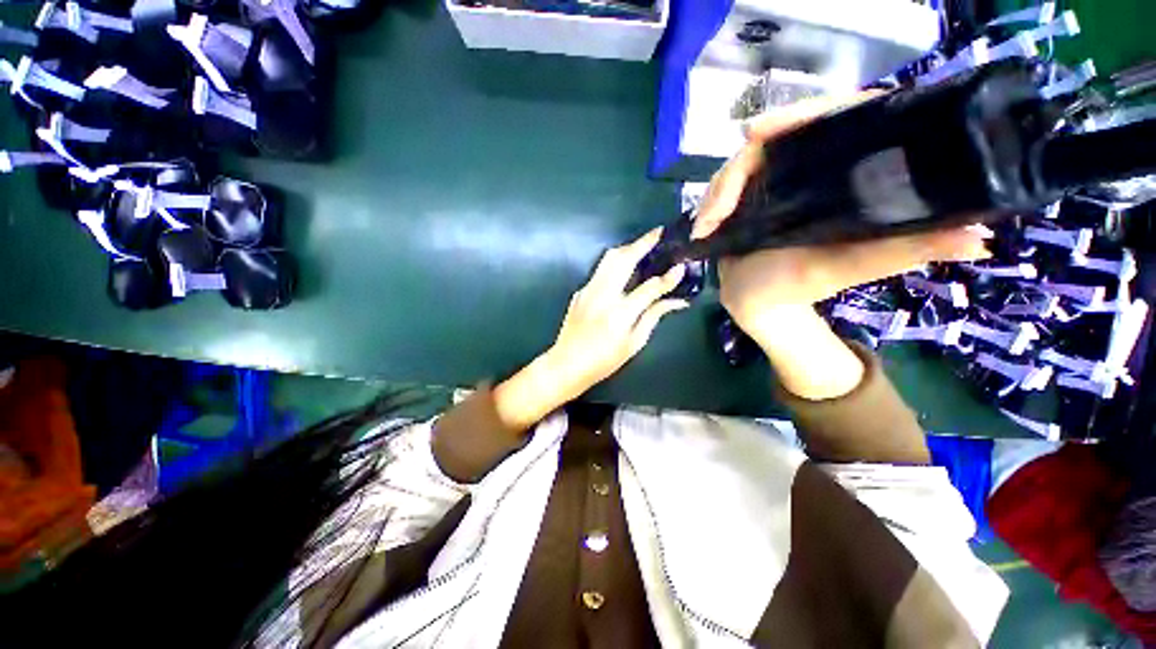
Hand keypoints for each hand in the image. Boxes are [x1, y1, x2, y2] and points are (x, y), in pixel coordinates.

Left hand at [492, 229, 688, 430]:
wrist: (566, 363)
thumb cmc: (604, 360)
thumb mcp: (634, 343)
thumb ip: (654, 317)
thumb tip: (678, 301)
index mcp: (620, 313)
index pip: (650, 288)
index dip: (668, 277)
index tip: (681, 267)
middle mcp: (603, 295)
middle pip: (624, 259)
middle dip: (643, 243)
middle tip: (658, 233)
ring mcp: (588, 290)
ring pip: (608, 259)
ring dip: (627, 248)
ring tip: (642, 245)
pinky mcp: (580, 291)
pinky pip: (600, 271)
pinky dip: (614, 264)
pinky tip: (624, 269)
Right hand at [691, 92, 991, 341]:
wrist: (758, 304)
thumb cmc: (800, 288)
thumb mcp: (849, 268)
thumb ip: (902, 252)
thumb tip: (977, 237)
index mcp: (845, 175)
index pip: (836, 118)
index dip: (803, 113)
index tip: (761, 130)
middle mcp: (810, 170)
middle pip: (780, 136)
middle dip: (747, 156)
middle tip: (724, 186)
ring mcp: (774, 182)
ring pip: (745, 163)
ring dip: (720, 189)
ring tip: (707, 223)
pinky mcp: (746, 198)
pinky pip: (726, 186)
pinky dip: (711, 202)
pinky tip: (704, 223)